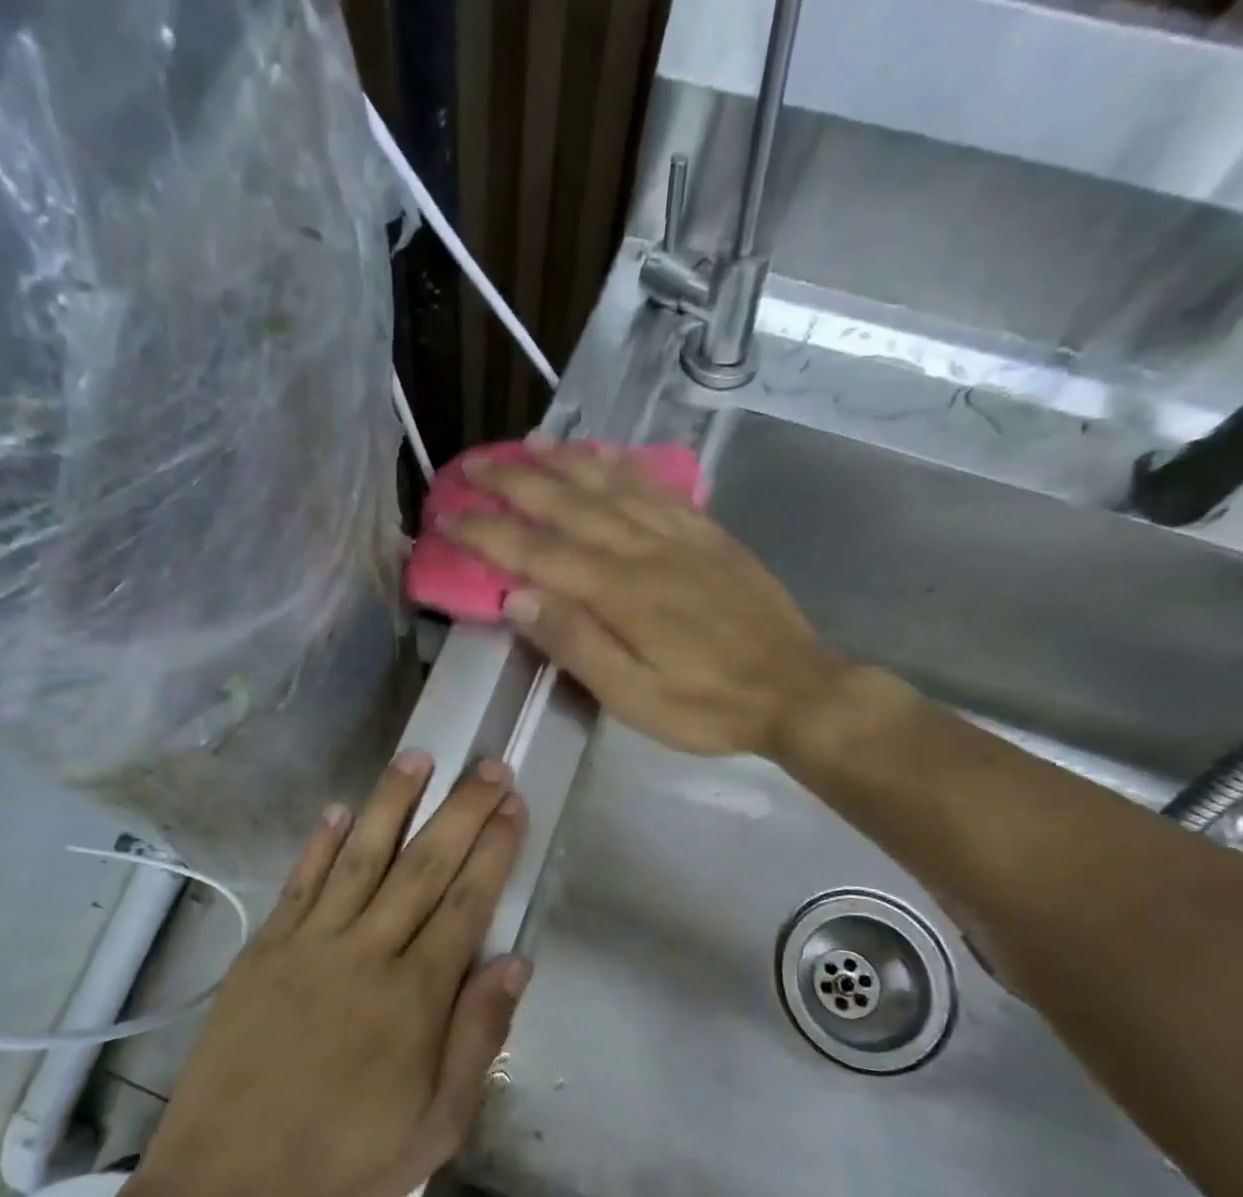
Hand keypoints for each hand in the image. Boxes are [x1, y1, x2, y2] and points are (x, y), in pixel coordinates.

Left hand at [123, 753, 528, 1196]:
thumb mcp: (434, 1128)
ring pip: (360, 857)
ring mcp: (308, 945)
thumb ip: (477, 1039)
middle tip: (487, 766)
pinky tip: (337, 811)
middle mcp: (365, 953)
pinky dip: (319, 844)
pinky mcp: (264, 951)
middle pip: (423, 866)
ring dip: (391, 804)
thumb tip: (515, 962)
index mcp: (413, 996)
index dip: (493, 850)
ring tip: (417, 758)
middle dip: (460, 811)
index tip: (512, 805)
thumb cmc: (342, 1165)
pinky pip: (299, 884)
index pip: (466, 903)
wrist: (224, 1189)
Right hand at [441, 447, 846, 756]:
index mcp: (618, 593)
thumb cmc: (706, 706)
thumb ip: (576, 645)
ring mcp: (678, 536)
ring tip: (526, 443)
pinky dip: (622, 466)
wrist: (795, 689)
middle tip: (471, 465)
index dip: (486, 532)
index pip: (535, 552)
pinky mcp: (706, 534)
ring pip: (610, 484)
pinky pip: (655, 487)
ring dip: (563, 461)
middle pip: (567, 504)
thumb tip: (518, 599)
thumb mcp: (633, 697)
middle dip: (513, 482)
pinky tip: (603, 455)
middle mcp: (642, 550)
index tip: (447, 517)